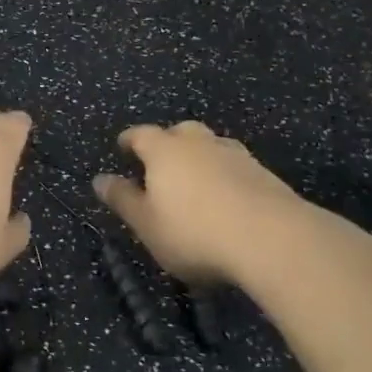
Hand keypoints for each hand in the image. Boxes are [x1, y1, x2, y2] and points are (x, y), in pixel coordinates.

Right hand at [93, 121, 312, 283]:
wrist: (272, 239)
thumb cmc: (194, 232)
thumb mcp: (146, 223)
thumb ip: (123, 199)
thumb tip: (100, 179)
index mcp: (164, 150)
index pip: (141, 134)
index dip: (129, 140)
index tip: (122, 147)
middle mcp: (199, 143)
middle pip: (180, 132)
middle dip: (168, 143)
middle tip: (161, 163)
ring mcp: (236, 155)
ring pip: (212, 146)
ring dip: (201, 158)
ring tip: (197, 180)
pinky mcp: (265, 175)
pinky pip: (236, 167)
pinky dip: (227, 176)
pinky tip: (229, 197)